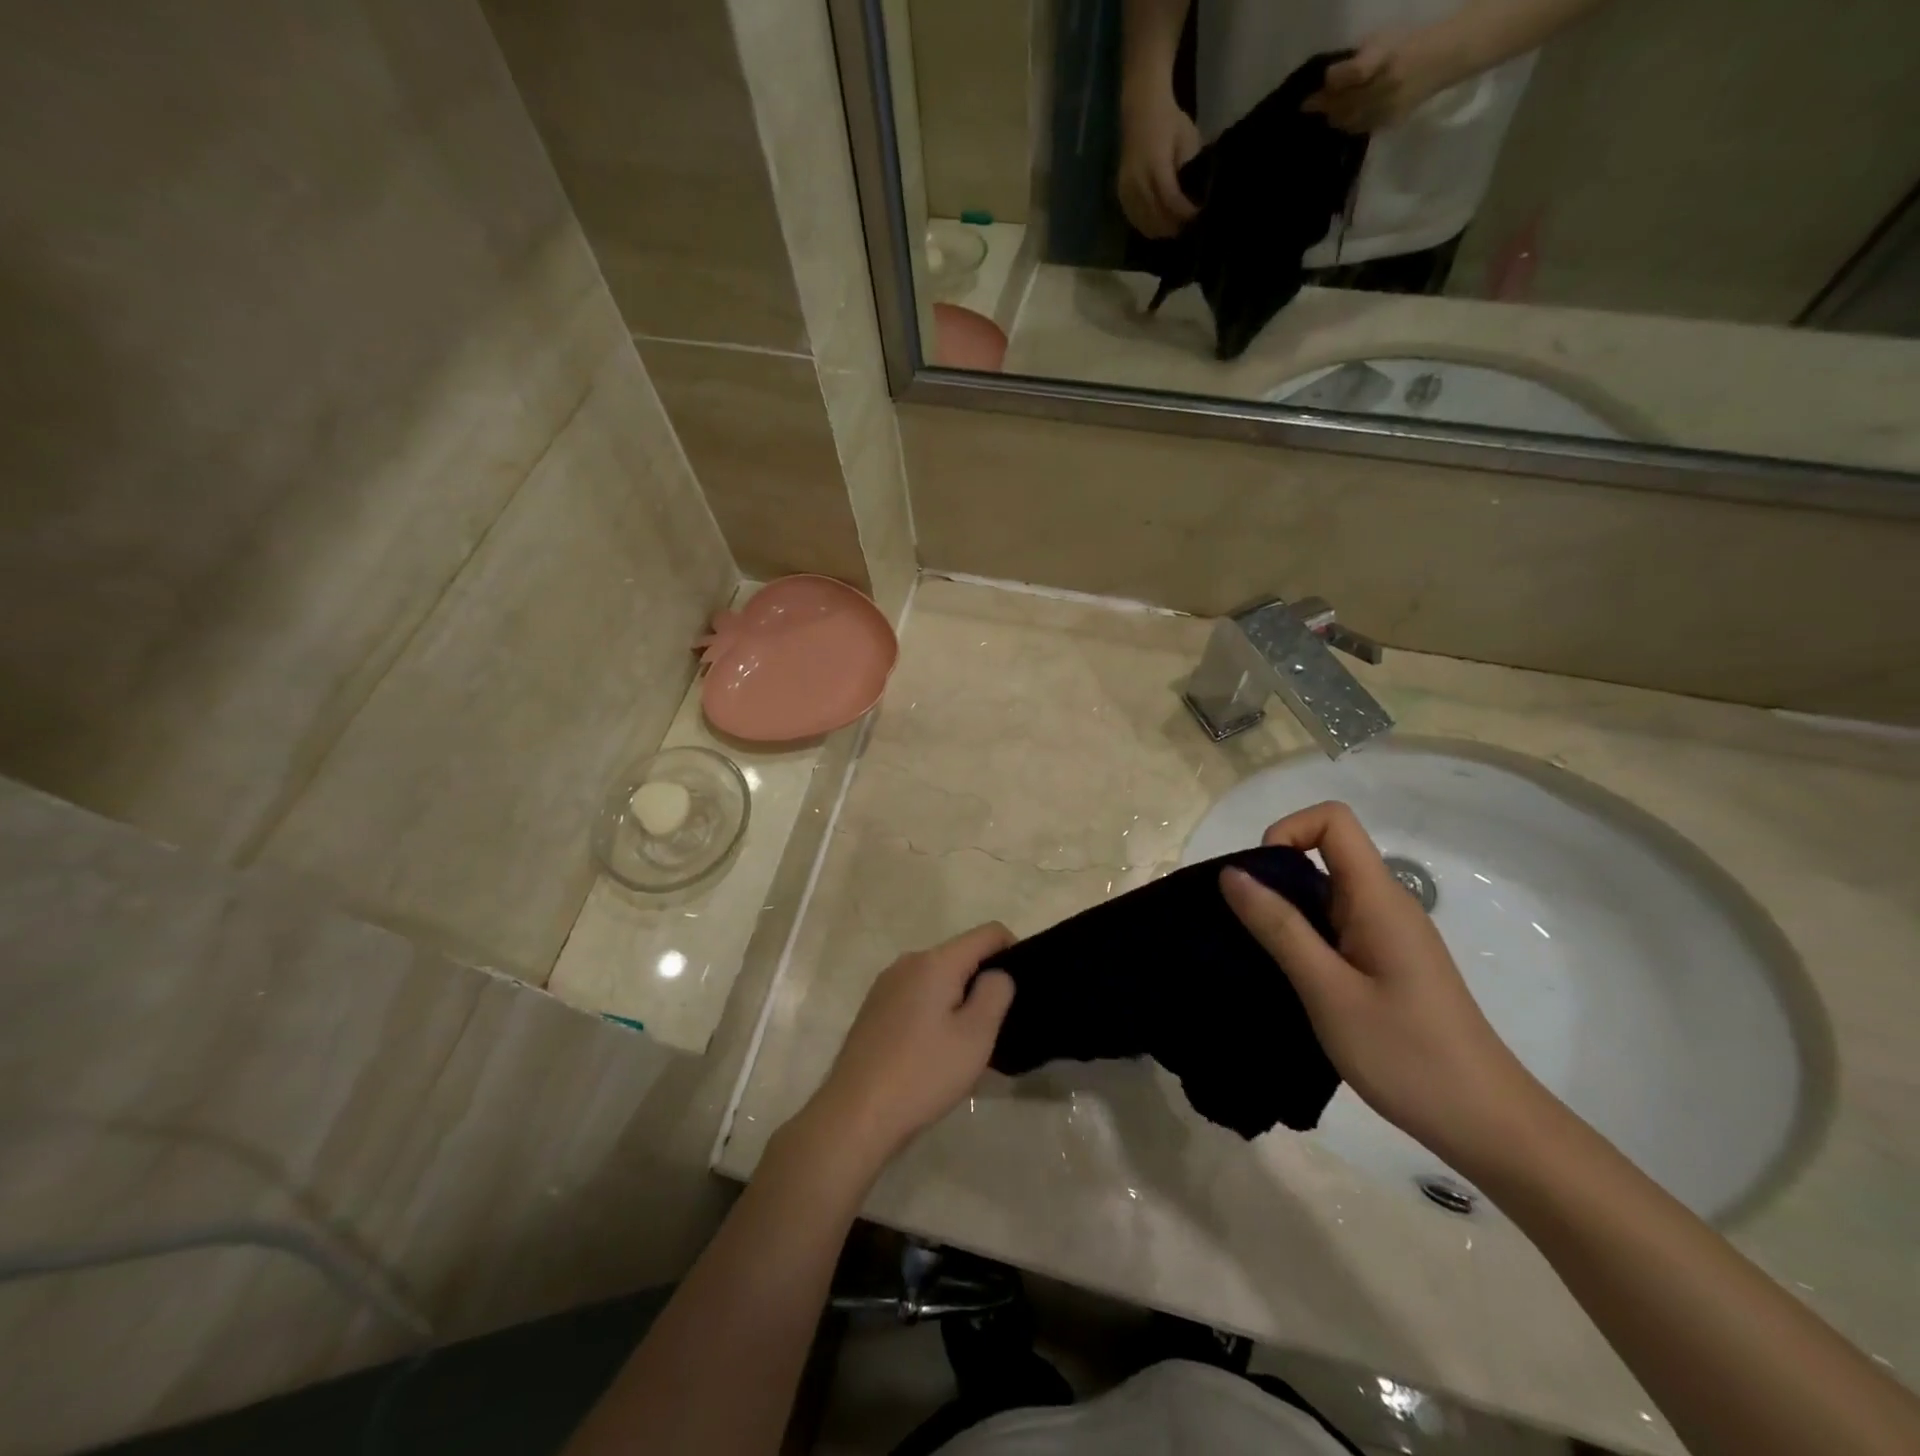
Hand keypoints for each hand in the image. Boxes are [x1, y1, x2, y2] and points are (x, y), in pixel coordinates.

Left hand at [806, 923, 1016, 1167]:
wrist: (855, 1114)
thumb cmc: (923, 1073)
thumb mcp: (976, 1036)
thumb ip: (996, 993)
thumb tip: (997, 974)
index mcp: (935, 962)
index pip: (987, 933)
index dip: (1014, 949)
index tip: (1024, 986)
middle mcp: (908, 962)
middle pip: (960, 956)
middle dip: (984, 980)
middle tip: (998, 1026)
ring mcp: (886, 985)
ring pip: (937, 978)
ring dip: (959, 999)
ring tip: (968, 1044)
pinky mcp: (873, 1009)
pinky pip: (916, 996)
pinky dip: (934, 1011)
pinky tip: (935, 1052)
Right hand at [1118, 85, 1200, 237]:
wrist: (1141, 109)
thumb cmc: (1169, 121)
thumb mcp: (1187, 139)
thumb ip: (1189, 167)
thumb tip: (1195, 195)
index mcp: (1156, 164)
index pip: (1170, 199)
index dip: (1184, 212)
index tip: (1198, 216)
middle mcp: (1138, 180)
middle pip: (1156, 216)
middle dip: (1173, 225)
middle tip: (1188, 229)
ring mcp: (1127, 188)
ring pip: (1144, 221)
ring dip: (1160, 229)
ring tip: (1175, 230)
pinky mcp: (1121, 193)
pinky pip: (1134, 218)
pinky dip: (1147, 226)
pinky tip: (1158, 227)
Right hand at [1220, 802, 1548, 1167]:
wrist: (1487, 1125)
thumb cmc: (1407, 1055)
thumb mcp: (1328, 991)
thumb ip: (1279, 928)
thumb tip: (1233, 873)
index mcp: (1378, 899)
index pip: (1333, 821)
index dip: (1288, 832)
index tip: (1259, 881)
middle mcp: (1385, 905)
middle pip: (1324, 853)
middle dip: (1275, 876)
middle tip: (1246, 927)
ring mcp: (1387, 935)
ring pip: (1325, 894)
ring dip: (1285, 911)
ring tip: (1260, 957)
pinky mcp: (1385, 963)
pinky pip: (1334, 927)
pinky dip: (1302, 938)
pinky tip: (1288, 979)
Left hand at [1304, 27, 1465, 132]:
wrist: (1440, 60)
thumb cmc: (1405, 44)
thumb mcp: (1382, 39)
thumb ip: (1355, 59)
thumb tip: (1327, 80)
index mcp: (1387, 57)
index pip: (1355, 74)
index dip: (1334, 79)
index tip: (1320, 82)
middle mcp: (1386, 86)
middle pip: (1345, 104)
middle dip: (1323, 105)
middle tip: (1307, 106)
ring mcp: (1387, 108)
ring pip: (1348, 120)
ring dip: (1332, 117)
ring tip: (1323, 112)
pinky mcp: (1387, 123)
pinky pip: (1359, 128)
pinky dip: (1346, 124)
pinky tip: (1340, 119)